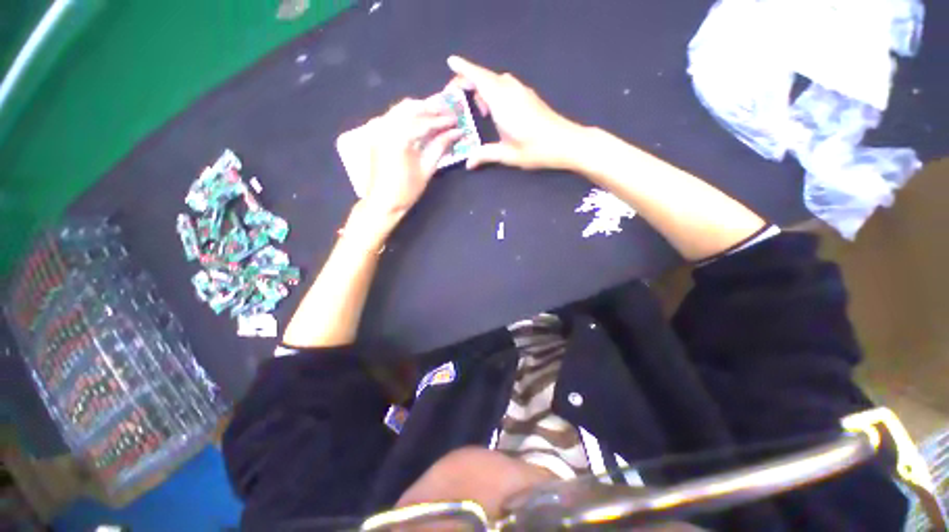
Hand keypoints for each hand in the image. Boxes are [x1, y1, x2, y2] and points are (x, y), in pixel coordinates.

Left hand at [362, 97, 462, 219]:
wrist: (383, 202)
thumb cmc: (407, 190)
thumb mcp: (427, 168)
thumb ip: (440, 146)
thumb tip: (456, 133)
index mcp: (399, 138)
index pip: (424, 122)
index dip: (442, 121)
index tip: (456, 120)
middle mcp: (386, 127)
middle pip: (410, 107)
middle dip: (430, 109)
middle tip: (447, 113)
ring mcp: (378, 128)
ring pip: (400, 109)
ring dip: (419, 110)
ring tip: (436, 115)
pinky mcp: (375, 133)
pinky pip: (393, 116)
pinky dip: (408, 116)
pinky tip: (419, 121)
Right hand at [446, 55, 586, 170]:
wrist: (566, 143)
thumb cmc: (536, 149)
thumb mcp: (507, 155)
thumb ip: (485, 155)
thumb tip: (468, 163)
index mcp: (502, 102)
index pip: (479, 78)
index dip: (463, 68)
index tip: (450, 62)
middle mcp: (511, 91)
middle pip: (485, 77)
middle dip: (469, 81)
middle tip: (458, 98)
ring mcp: (522, 91)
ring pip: (496, 81)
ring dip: (483, 88)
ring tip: (479, 110)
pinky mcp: (529, 96)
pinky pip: (506, 86)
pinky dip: (495, 92)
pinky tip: (496, 111)